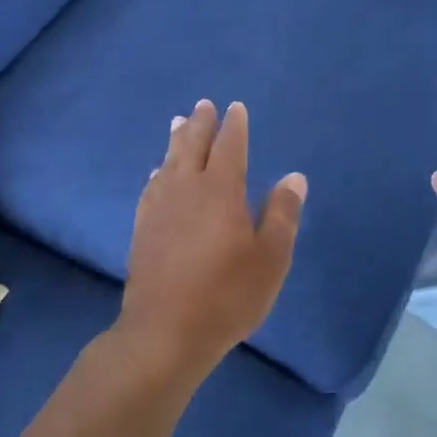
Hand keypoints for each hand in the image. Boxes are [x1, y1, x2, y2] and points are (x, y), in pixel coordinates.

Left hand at [121, 99, 306, 370]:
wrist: (165, 332)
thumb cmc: (227, 295)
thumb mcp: (270, 258)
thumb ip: (282, 214)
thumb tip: (293, 177)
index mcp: (221, 191)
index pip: (229, 147)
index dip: (234, 126)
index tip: (235, 108)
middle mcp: (186, 189)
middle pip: (192, 146)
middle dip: (200, 123)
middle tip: (203, 105)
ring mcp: (159, 208)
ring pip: (168, 162)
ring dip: (175, 140)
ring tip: (177, 123)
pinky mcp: (142, 229)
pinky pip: (151, 187)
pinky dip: (158, 172)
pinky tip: (157, 174)